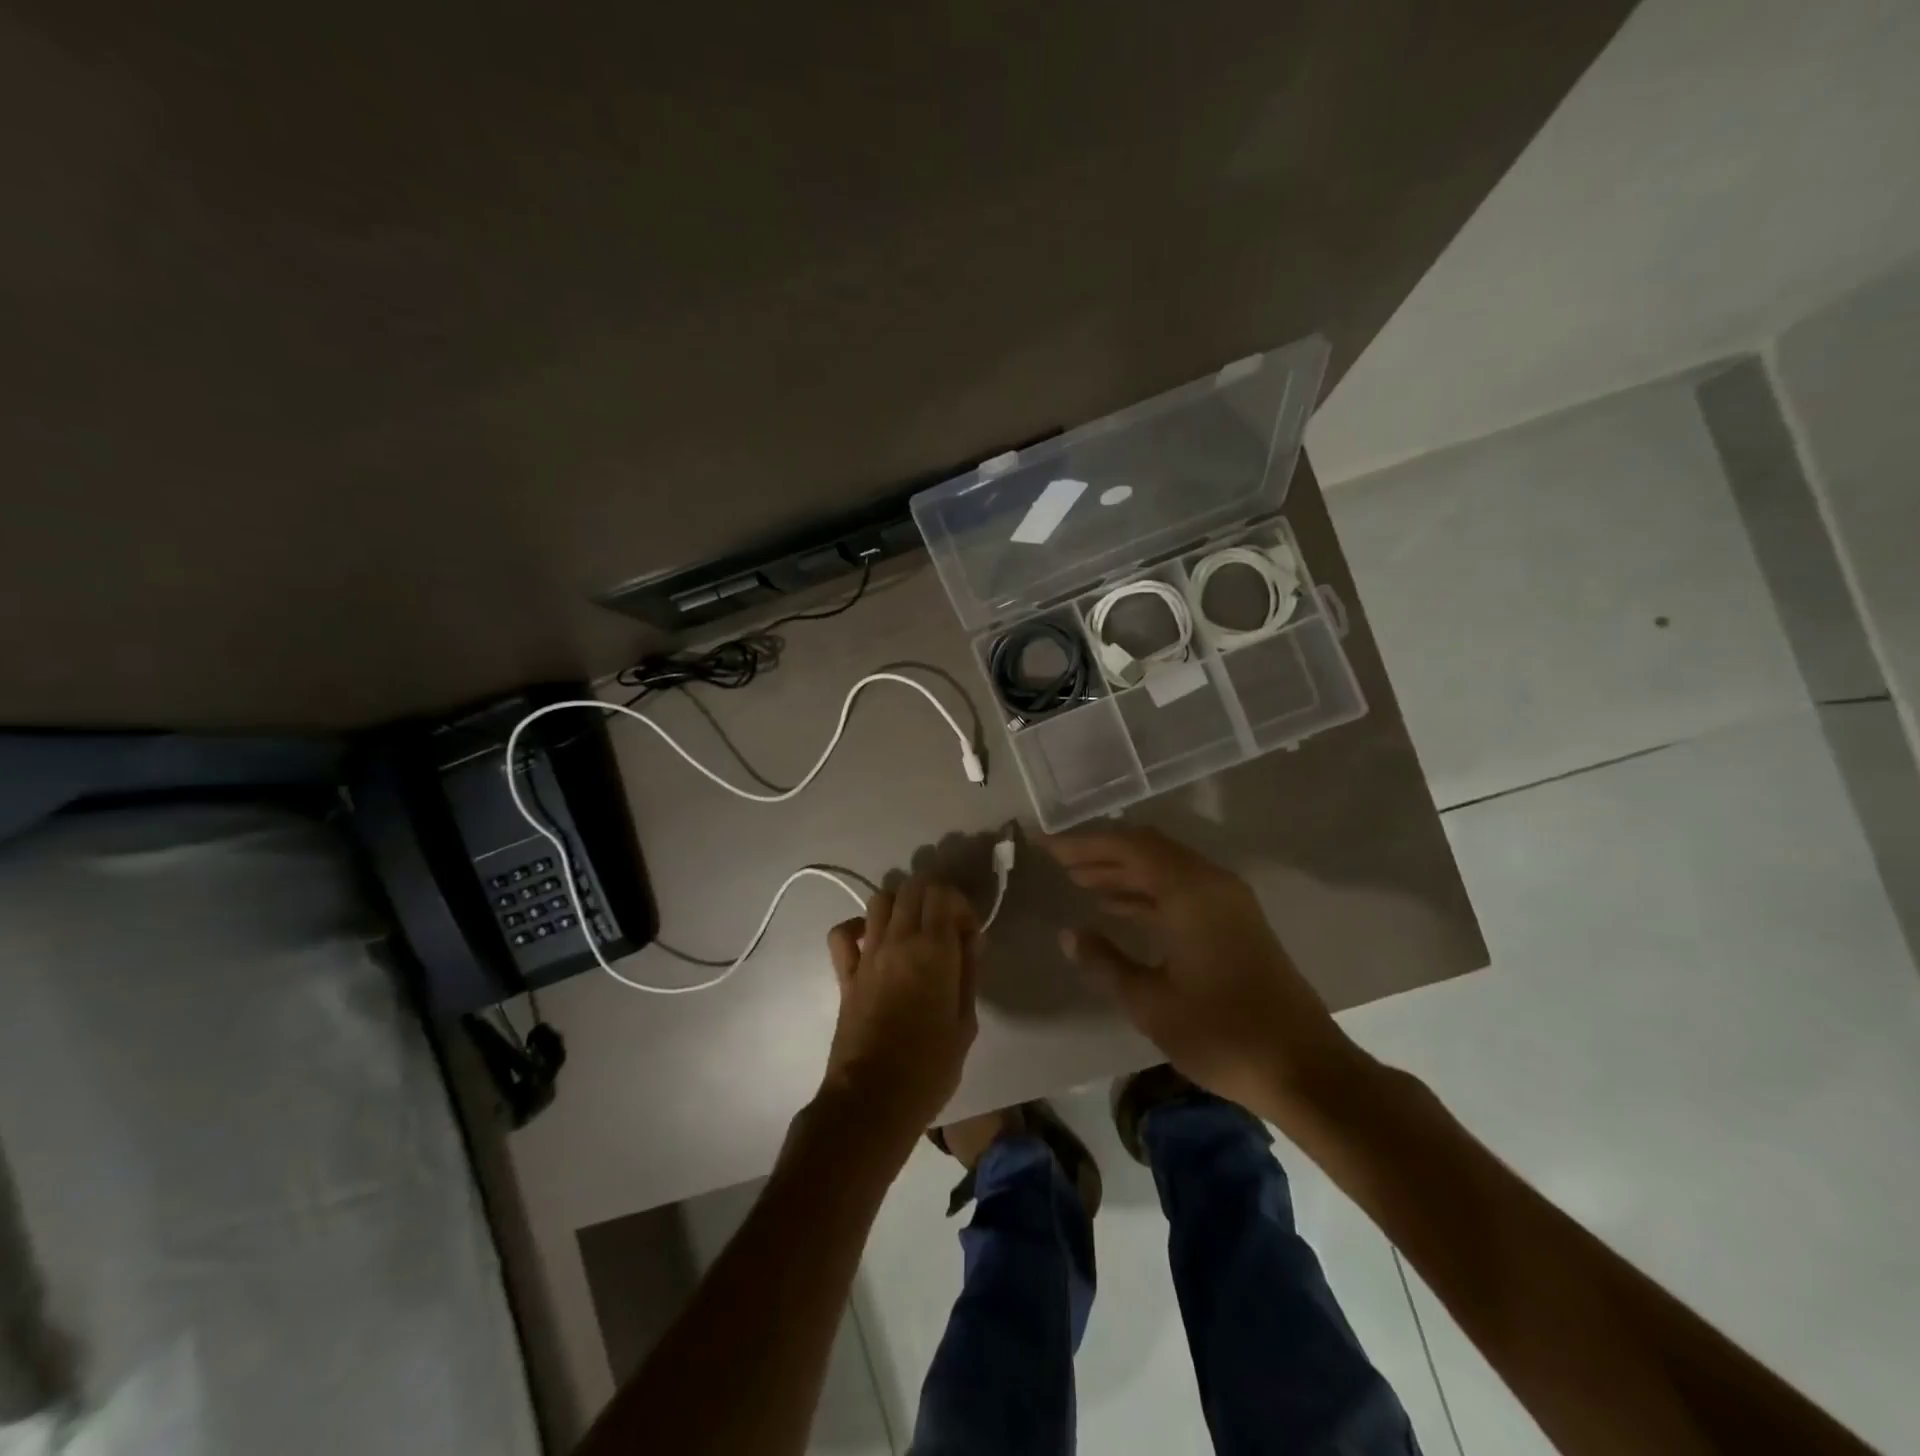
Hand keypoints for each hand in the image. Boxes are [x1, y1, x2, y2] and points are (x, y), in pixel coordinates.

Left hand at [817, 875, 979, 1146]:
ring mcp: (867, 955)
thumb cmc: (930, 1067)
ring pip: (880, 899)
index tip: (968, 934)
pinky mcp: (845, 974)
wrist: (873, 1099)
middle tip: (945, 927)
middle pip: (912, 887)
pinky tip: (873, 942)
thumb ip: (968, 972)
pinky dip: (857, 927)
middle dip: (933, 896)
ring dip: (900, 904)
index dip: (960, 904)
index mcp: (933, 950)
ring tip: (913, 931)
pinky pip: (842, 933)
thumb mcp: (966, 1022)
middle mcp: (898, 940)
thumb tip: (969, 939)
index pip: (943, 893)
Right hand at [1040, 824, 1360, 1118]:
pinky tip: (1120, 909)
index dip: (1083, 844)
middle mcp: (1211, 883)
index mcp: (1190, 891)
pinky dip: (1148, 892)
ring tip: (1080, 882)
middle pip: (1148, 850)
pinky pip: (1182, 889)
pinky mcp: (1237, 922)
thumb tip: (1069, 934)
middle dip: (1102, 853)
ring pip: (1166, 869)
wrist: (1305, 1069)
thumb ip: (1104, 962)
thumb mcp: (1150, 1002)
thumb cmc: (1222, 1033)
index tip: (1047, 847)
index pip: (1128, 847)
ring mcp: (1228, 902)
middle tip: (1060, 863)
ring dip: (1124, 872)